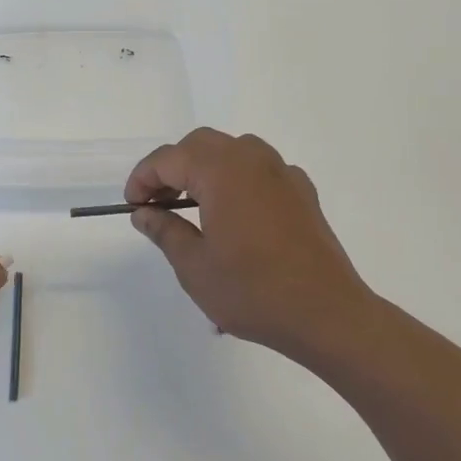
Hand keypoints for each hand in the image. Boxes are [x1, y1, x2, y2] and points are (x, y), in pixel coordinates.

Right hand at [125, 128, 381, 363]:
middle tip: (156, 203)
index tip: (132, 206)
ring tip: (191, 204)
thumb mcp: (194, 266)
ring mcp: (282, 173)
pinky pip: (260, 169)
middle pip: (200, 145)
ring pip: (232, 151)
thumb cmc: (253, 291)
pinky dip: (236, 179)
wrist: (327, 315)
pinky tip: (234, 213)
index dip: (143, 179)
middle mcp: (252, 159)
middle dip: (172, 167)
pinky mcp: (302, 192)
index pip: (168, 159)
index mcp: (220, 171)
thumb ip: (164, 231)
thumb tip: (144, 213)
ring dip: (204, 168)